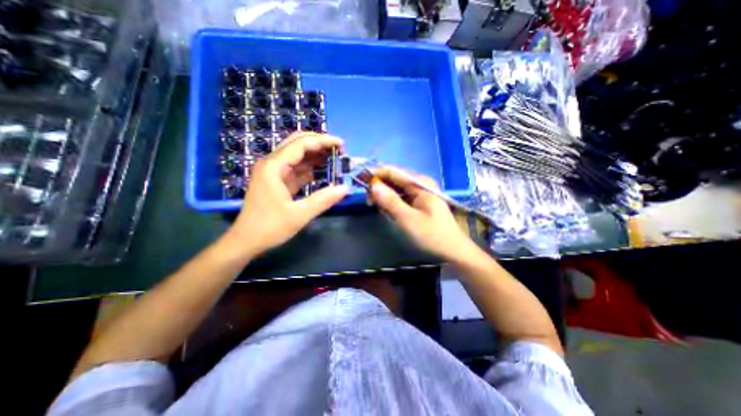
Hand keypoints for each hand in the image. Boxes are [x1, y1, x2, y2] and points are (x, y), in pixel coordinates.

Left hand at [223, 133, 350, 258]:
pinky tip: (324, 172)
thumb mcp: (299, 215)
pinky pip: (297, 169)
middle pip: (297, 144)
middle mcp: (272, 164)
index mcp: (273, 167)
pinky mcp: (278, 182)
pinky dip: (311, 168)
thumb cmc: (269, 228)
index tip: (342, 145)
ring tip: (336, 160)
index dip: (323, 141)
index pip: (301, 144)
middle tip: (339, 150)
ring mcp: (274, 172)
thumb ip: (323, 200)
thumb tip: (345, 188)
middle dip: (319, 144)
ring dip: (316, 155)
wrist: (246, 242)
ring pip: (298, 156)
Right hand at [369, 165, 474, 260]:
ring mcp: (419, 193)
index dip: (375, 174)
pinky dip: (391, 203)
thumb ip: (390, 201)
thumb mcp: (408, 219)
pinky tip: (389, 212)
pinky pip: (400, 198)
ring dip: (384, 197)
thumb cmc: (432, 235)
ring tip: (378, 209)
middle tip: (368, 201)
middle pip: (393, 179)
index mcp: (420, 183)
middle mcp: (420, 184)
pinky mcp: (418, 203)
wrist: (452, 251)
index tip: (359, 181)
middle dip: (379, 187)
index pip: (392, 171)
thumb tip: (373, 185)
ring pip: (395, 189)